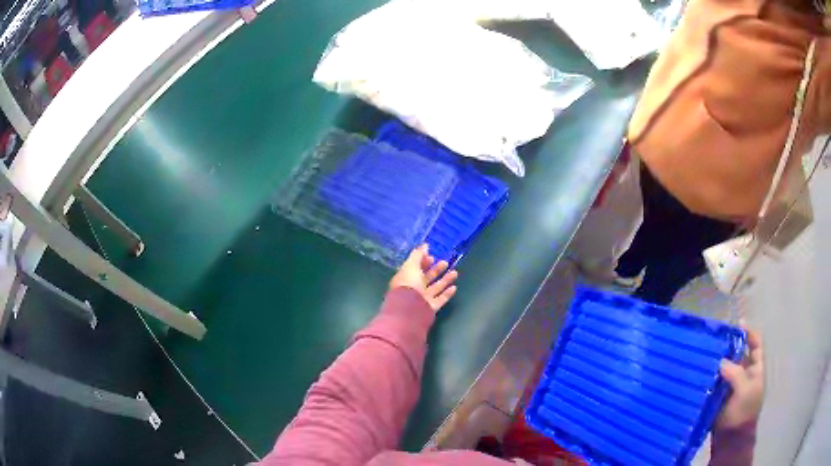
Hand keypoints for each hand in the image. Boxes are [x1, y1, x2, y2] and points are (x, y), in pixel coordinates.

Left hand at [389, 244, 457, 311]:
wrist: (409, 309)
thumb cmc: (408, 285)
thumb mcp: (411, 265)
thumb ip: (418, 254)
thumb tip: (425, 245)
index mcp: (406, 278)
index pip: (415, 268)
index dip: (423, 262)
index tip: (432, 257)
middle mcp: (414, 289)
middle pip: (426, 278)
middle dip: (436, 270)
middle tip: (445, 263)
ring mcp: (422, 299)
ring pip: (435, 288)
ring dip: (445, 280)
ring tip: (455, 272)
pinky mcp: (430, 308)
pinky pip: (440, 300)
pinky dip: (447, 294)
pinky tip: (454, 287)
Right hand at [716, 327, 764, 430]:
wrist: (730, 439)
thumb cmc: (743, 411)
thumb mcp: (745, 391)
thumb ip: (736, 373)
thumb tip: (722, 361)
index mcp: (755, 369)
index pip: (755, 345)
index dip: (749, 333)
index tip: (738, 323)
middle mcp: (744, 373)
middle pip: (738, 354)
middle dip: (729, 345)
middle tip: (716, 338)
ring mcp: (731, 385)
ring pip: (725, 367)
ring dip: (717, 361)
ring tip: (706, 351)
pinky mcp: (719, 395)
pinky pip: (714, 381)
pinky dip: (709, 375)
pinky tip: (701, 369)